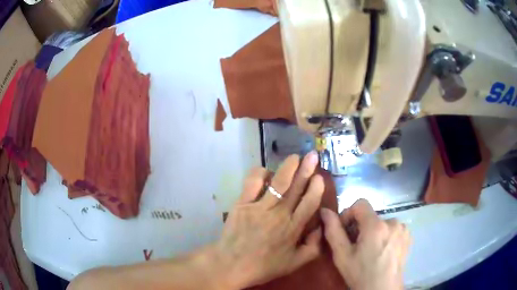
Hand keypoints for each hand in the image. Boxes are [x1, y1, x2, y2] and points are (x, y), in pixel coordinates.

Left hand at [215, 152, 324, 288]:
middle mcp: (279, 214)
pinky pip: (252, 183)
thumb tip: (322, 227)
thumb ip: (314, 247)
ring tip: (294, 157)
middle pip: (296, 188)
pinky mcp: (242, 203)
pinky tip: (266, 172)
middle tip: (312, 155)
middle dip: (306, 169)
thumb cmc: (264, 265)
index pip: (309, 203)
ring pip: (278, 182)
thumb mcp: (295, 263)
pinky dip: (260, 173)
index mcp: (293, 228)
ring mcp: (259, 207)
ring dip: (288, 167)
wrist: (231, 264)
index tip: (320, 177)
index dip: (316, 188)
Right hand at [321, 199, 410, 289]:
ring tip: (371, 250)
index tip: (346, 232)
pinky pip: (393, 228)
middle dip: (361, 227)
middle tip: (356, 246)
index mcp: (375, 226)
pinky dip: (386, 235)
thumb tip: (325, 211)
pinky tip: (383, 251)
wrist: (382, 289)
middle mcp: (392, 222)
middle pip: (371, 216)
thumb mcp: (342, 256)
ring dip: (374, 232)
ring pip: (382, 223)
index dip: (349, 214)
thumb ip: (333, 231)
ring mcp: (402, 228)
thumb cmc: (360, 274)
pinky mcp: (408, 235)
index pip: (360, 203)